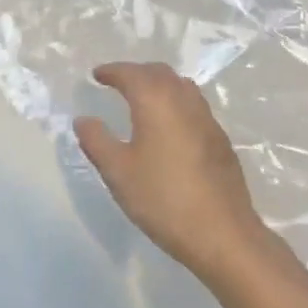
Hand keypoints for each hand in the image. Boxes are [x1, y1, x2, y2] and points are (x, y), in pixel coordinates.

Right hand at [74, 62, 266, 271]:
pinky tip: (168, 127)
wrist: (223, 235)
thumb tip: (84, 120)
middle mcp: (184, 103)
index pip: (132, 74)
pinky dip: (175, 103)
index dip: (112, 71)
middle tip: (117, 83)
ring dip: (159, 85)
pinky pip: (194, 107)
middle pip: (160, 73)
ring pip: (182, 87)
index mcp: (156, 103)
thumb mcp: (117, 172)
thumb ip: (96, 140)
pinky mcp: (221, 142)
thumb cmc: (163, 199)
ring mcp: (208, 121)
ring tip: (142, 100)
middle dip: (137, 73)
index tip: (97, 75)